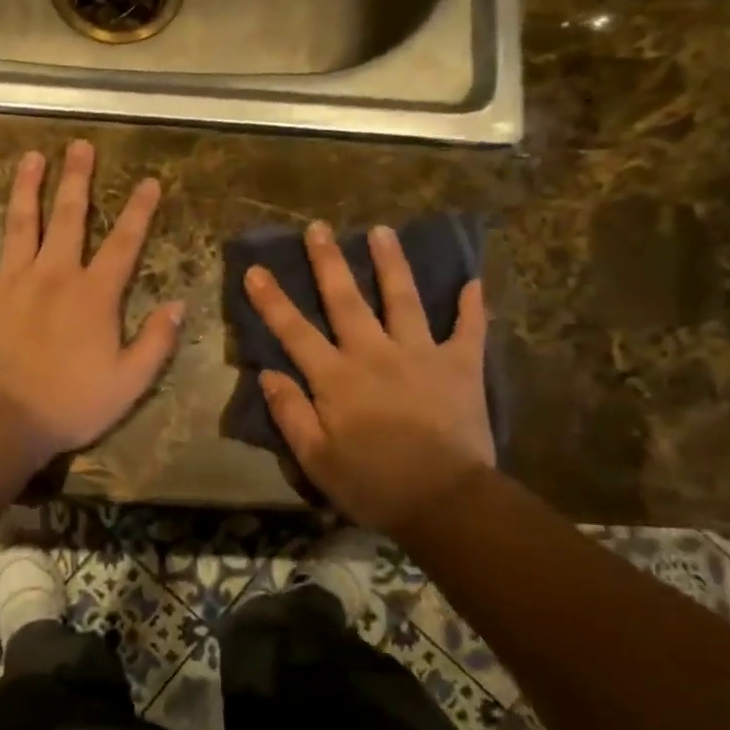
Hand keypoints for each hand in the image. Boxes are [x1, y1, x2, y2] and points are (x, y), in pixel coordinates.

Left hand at [0, 142, 184, 462]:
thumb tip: (179, 305)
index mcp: (94, 294)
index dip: (140, 211)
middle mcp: (53, 274)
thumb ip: (156, 341)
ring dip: (26, 187)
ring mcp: (9, 280)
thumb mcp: (128, 382)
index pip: (124, 243)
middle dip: (77, 179)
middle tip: (80, 146)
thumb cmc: (69, 404)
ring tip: (31, 156)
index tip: (149, 181)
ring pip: (18, 222)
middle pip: (68, 217)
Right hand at [243, 222, 493, 533]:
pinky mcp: (460, 366)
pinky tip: (473, 282)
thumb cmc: (374, 485)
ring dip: (391, 263)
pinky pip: (469, 330)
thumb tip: (267, 373)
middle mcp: (375, 353)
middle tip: (319, 227)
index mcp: (337, 378)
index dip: (272, 300)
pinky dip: (472, 307)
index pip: (295, 331)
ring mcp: (421, 354)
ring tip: (382, 230)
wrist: (446, 502)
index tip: (256, 270)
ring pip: (403, 298)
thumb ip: (290, 414)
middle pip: (346, 300)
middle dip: (329, 262)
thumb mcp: (317, 460)